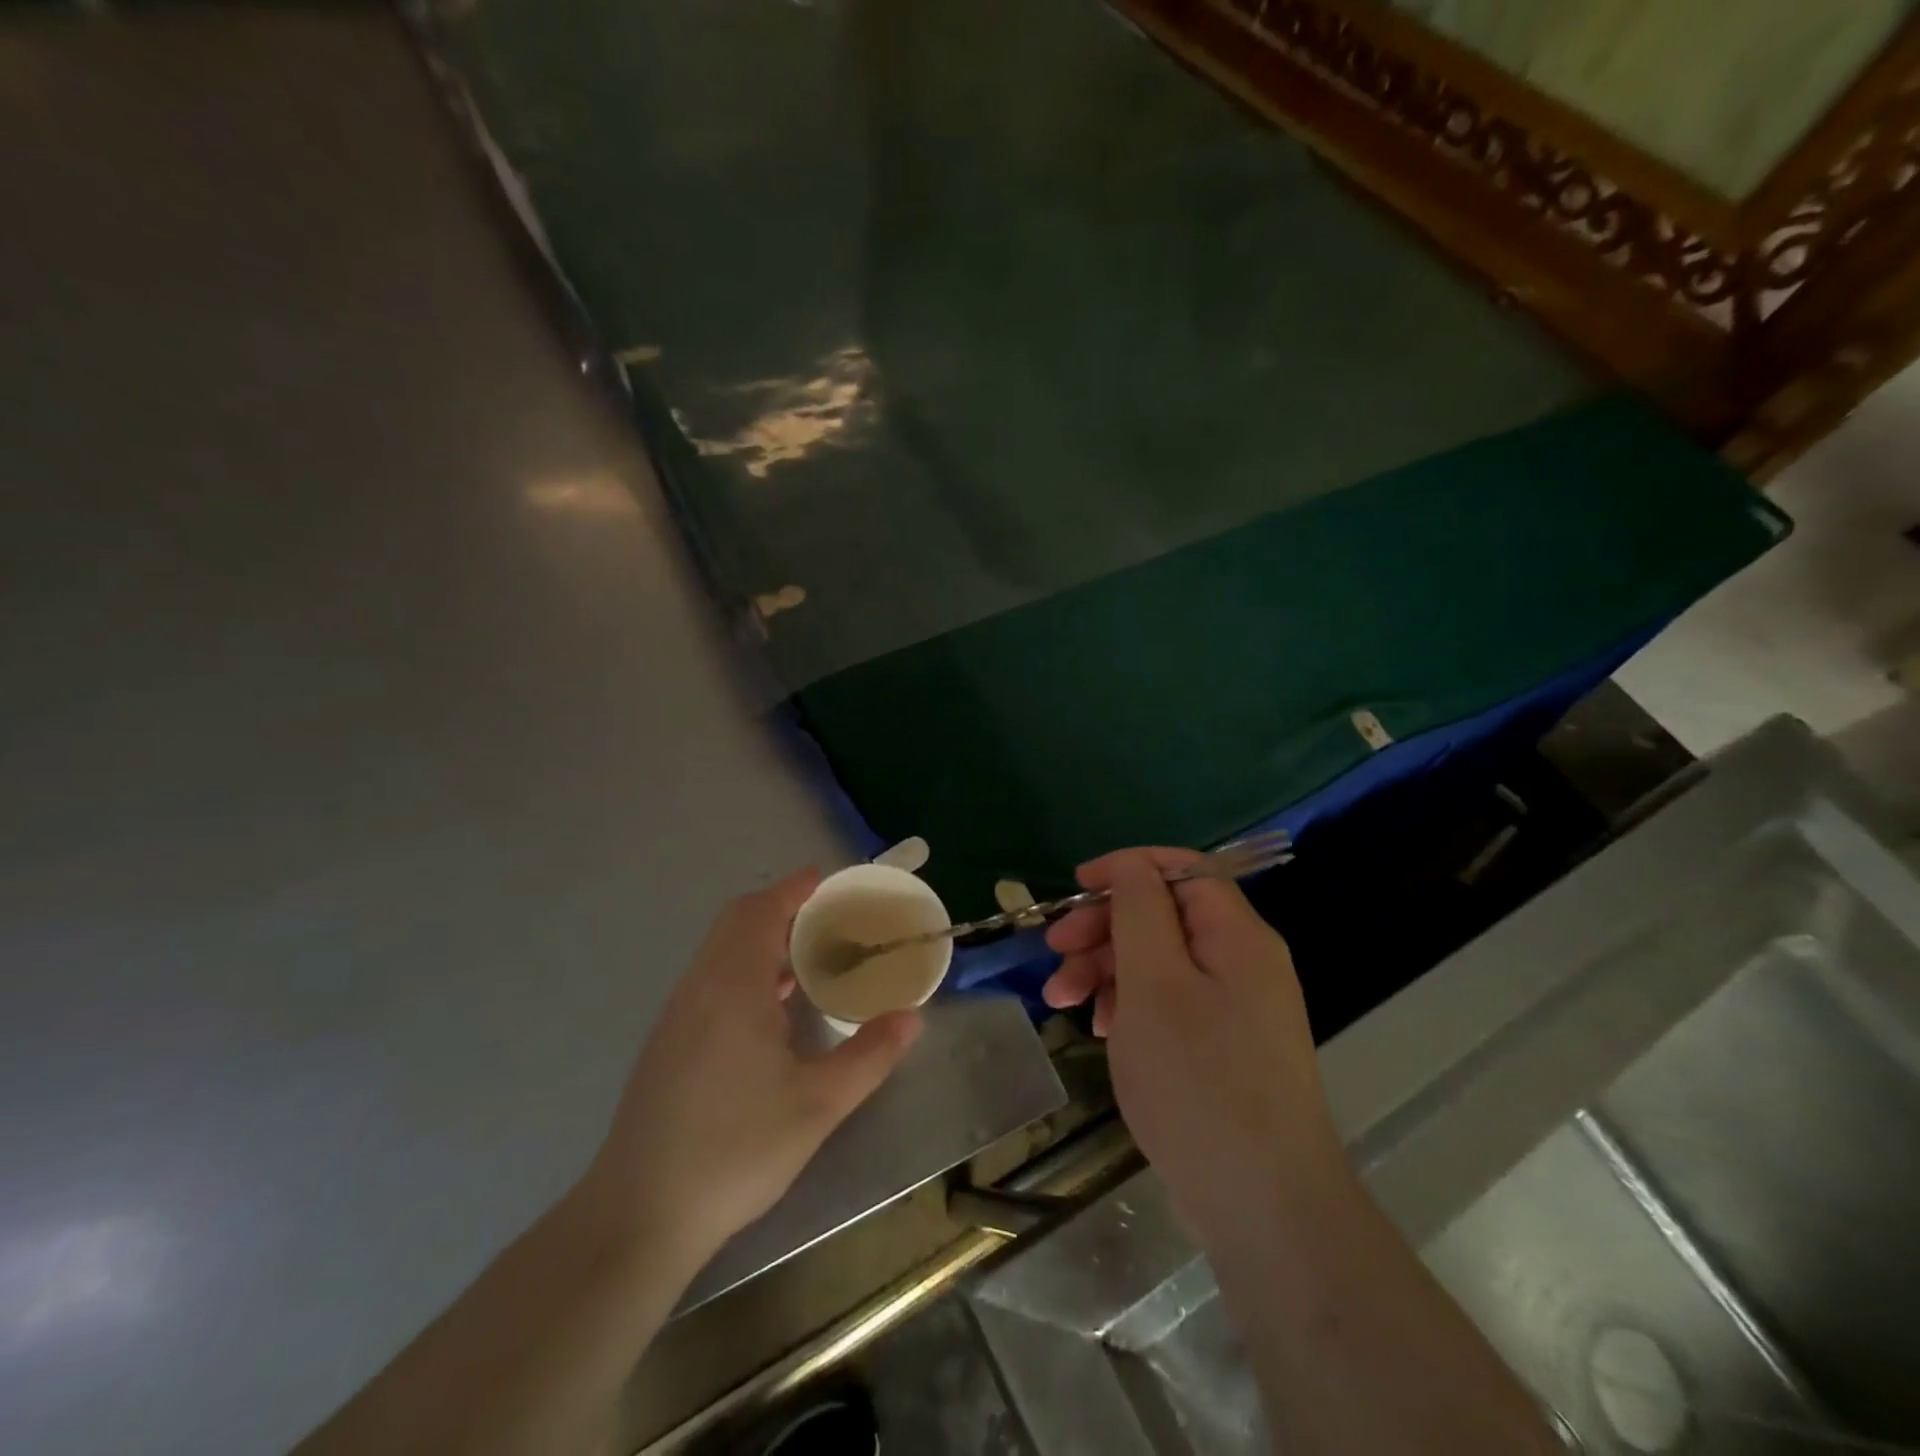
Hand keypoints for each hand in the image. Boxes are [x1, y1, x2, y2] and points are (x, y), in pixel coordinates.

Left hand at [581, 868, 923, 1268]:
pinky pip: (711, 979)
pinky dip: (745, 969)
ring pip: (720, 951)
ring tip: (809, 959)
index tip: (827, 880)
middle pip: (737, 921)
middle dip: (781, 908)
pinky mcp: (669, 1042)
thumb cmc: (735, 1149)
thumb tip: (912, 1018)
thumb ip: (869, 1056)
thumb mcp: (818, 1105)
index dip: (794, 889)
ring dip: (761, 940)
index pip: (762, 911)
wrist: (640, 1214)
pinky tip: (772, 1010)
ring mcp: (678, 1014)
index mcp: (733, 986)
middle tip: (828, 920)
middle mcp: (700, 986)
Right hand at [1042, 848, 1344, 1247]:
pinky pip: (1170, 1003)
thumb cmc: (1198, 1081)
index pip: (1181, 869)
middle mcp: (1243, 962)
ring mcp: (1236, 1008)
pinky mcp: (1223, 1047)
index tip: (1074, 888)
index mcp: (1237, 935)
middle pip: (1164, 916)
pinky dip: (1130, 1006)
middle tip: (1054, 953)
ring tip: (1062, 1002)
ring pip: (1160, 962)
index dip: (1125, 869)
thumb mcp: (1155, 984)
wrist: (1264, 1208)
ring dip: (1107, 970)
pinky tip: (1101, 1029)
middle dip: (1104, 927)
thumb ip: (1140, 911)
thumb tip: (1131, 865)